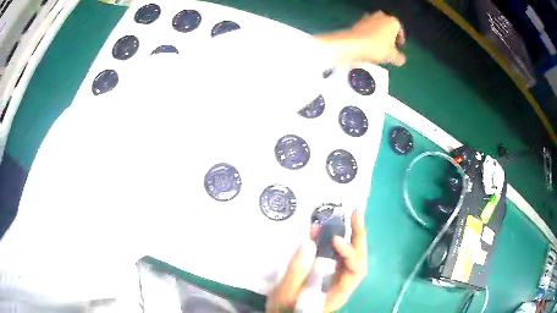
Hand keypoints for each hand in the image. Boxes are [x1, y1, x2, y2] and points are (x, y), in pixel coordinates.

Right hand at [266, 211, 367, 312]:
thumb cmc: (286, 309)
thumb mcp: (287, 293)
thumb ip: (297, 272)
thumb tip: (309, 242)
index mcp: (338, 292)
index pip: (356, 270)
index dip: (349, 253)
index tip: (334, 238)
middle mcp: (342, 284)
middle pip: (358, 259)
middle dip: (358, 236)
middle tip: (355, 213)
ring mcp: (335, 278)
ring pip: (349, 256)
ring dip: (350, 236)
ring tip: (348, 216)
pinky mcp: (326, 274)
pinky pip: (334, 256)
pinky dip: (332, 242)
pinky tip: (325, 231)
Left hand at [315, 11, 405, 65]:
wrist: (355, 44)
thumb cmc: (378, 48)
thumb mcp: (392, 56)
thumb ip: (399, 58)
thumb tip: (401, 60)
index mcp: (393, 22)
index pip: (400, 32)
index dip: (399, 41)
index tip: (397, 48)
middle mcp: (382, 16)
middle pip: (388, 28)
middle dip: (389, 36)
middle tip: (388, 48)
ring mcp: (369, 17)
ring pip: (377, 27)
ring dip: (378, 35)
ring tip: (377, 47)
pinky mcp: (358, 21)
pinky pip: (367, 28)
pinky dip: (369, 34)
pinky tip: (368, 44)